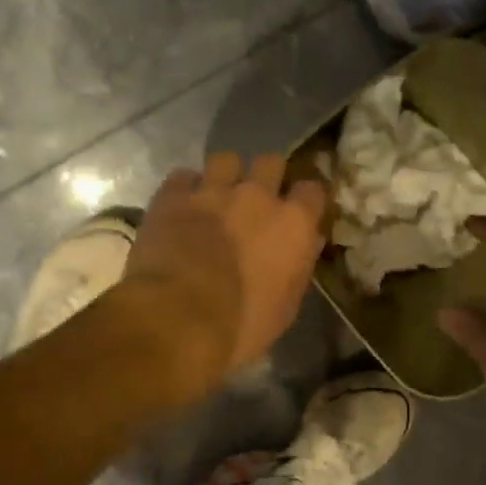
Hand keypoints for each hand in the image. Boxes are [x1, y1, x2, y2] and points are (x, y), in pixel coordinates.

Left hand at [123, 153, 327, 377]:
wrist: (177, 320)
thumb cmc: (240, 325)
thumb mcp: (286, 307)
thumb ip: (299, 266)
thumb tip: (307, 242)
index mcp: (293, 224)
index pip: (313, 189)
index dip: (305, 198)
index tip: (298, 210)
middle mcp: (257, 195)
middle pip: (270, 161)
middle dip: (265, 176)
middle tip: (254, 200)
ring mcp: (212, 190)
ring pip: (226, 159)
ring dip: (224, 175)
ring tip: (215, 196)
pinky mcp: (172, 195)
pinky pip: (183, 176)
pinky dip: (184, 188)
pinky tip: (180, 206)